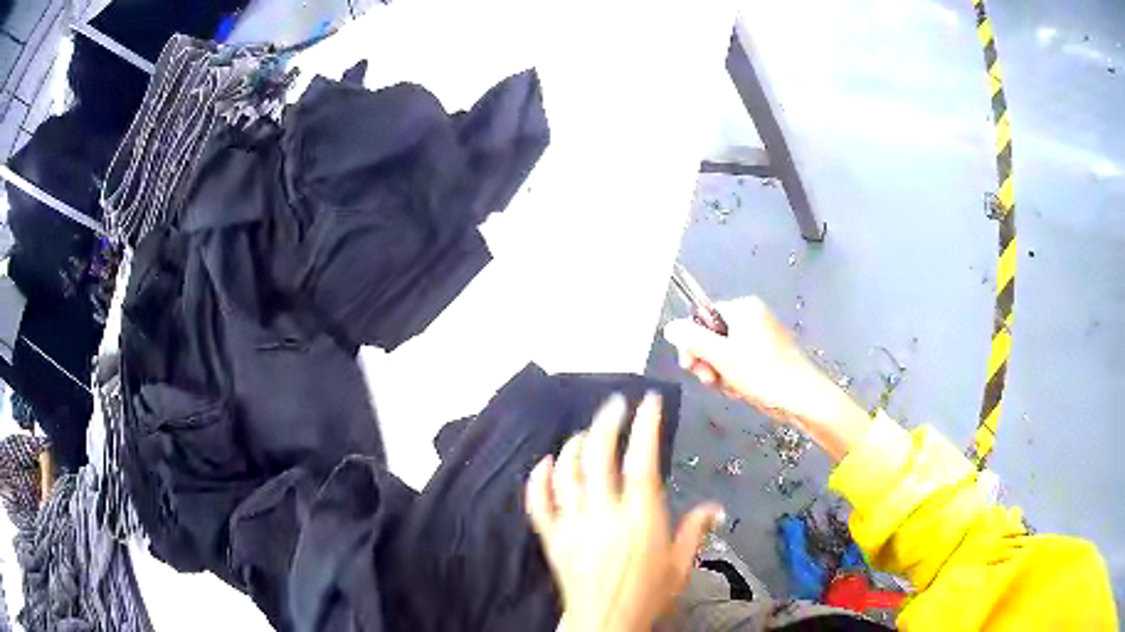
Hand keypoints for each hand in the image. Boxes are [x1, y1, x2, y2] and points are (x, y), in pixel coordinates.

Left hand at [525, 393, 722, 631]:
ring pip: (566, 473)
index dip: (645, 427)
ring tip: (586, 433)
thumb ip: (695, 531)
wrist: (606, 623)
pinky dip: (539, 478)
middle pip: (598, 456)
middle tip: (615, 404)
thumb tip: (716, 507)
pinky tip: (545, 462)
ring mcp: (573, 524)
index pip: (642, 461)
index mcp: (640, 518)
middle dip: (606, 423)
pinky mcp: (552, 538)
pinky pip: (538, 502)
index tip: (650, 402)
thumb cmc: (648, 594)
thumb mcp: (680, 565)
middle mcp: (603, 514)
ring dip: (573, 446)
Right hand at [663, 296, 870, 461]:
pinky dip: (736, 376)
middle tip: (711, 381)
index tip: (691, 366)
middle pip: (713, 336)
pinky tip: (741, 390)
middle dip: (708, 361)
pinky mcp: (769, 356)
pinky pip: (740, 362)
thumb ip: (692, 340)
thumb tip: (669, 327)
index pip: (703, 317)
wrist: (802, 398)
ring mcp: (762, 336)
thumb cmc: (762, 373)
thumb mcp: (722, 357)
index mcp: (743, 308)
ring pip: (725, 353)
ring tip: (731, 388)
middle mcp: (753, 317)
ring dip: (721, 373)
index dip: (692, 342)